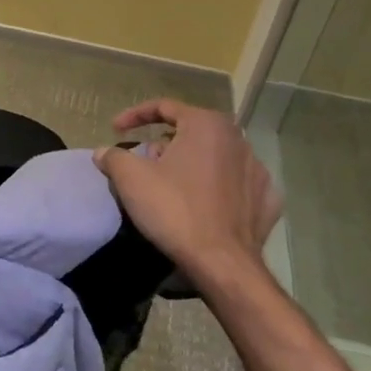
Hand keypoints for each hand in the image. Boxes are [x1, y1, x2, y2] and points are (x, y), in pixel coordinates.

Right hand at [94, 98, 282, 293]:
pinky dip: (217, 188)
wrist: (222, 264)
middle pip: (190, 132)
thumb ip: (113, 157)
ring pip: (214, 157)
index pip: (164, 107)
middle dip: (163, 144)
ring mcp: (257, 170)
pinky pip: (235, 184)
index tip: (115, 130)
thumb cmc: (175, 209)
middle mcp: (237, 139)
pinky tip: (204, 203)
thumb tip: (103, 152)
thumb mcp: (131, 178)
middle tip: (143, 165)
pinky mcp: (267, 200)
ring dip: (190, 165)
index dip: (134, 116)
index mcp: (207, 124)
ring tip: (171, 186)